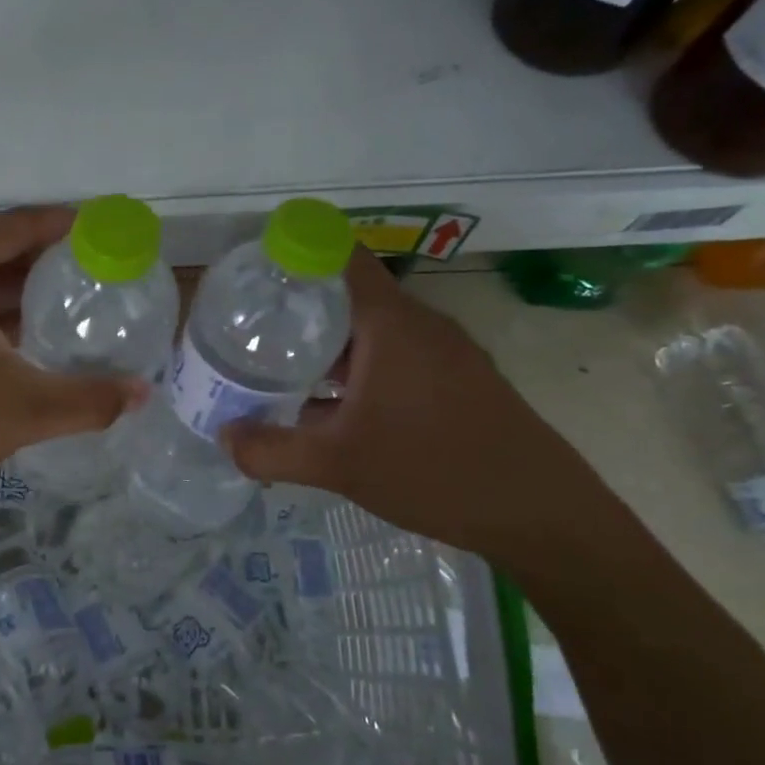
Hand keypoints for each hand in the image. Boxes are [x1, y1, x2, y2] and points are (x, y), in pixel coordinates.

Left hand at [0, 207, 144, 525]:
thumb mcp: (23, 410)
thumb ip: (89, 399)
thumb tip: (143, 393)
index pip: (14, 226)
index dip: (61, 228)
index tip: (98, 236)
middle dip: (36, 263)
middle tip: (86, 278)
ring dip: (4, 290)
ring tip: (55, 309)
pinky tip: (4, 340)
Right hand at [222, 250, 600, 562]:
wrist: (541, 515)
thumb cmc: (434, 471)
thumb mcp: (337, 464)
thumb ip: (271, 450)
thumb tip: (223, 436)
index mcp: (390, 324)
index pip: (341, 256)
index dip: (297, 250)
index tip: (255, 267)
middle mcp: (419, 326)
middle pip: (349, 294)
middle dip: (298, 306)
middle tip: (248, 327)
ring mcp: (443, 353)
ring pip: (370, 330)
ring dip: (325, 343)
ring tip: (276, 365)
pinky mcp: (456, 380)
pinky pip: (392, 356)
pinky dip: (354, 367)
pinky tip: (327, 404)